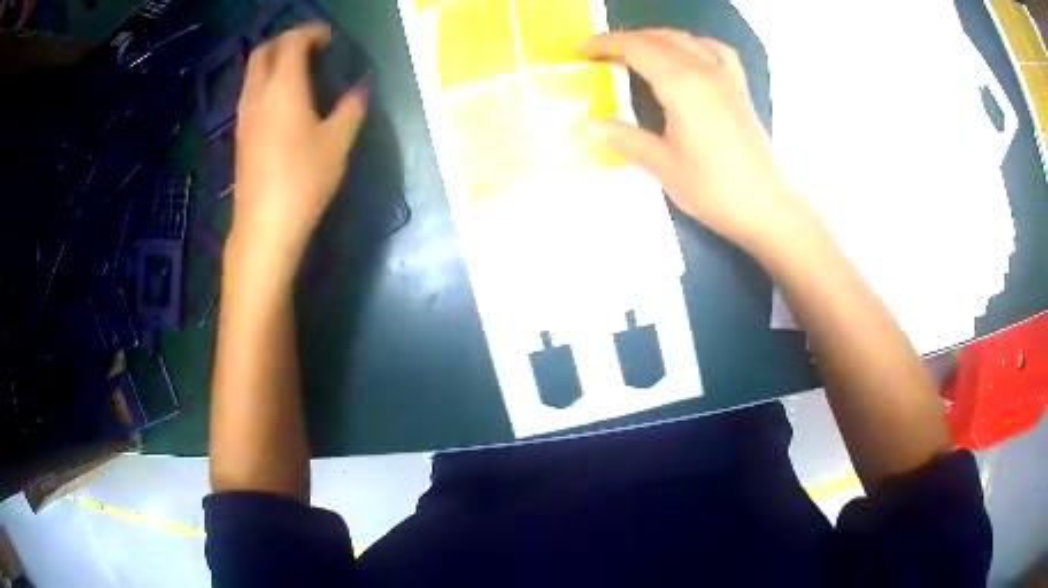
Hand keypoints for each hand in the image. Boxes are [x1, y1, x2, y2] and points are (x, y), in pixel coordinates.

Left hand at [231, 23, 369, 264]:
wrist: (265, 226)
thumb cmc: (304, 180)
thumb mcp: (339, 142)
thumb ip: (352, 107)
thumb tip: (361, 88)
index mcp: (283, 88)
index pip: (292, 42)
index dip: (311, 33)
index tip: (330, 39)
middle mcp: (257, 94)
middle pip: (263, 51)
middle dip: (286, 40)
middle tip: (310, 48)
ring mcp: (244, 115)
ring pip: (252, 72)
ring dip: (273, 60)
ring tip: (298, 70)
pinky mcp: (240, 134)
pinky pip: (250, 91)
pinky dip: (265, 81)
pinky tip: (283, 99)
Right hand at [582, 30, 814, 252]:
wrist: (763, 206)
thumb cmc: (713, 189)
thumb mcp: (662, 166)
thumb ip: (625, 138)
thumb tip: (589, 125)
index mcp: (681, 85)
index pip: (636, 49)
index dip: (606, 44)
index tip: (582, 50)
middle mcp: (704, 70)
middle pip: (658, 39)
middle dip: (625, 40)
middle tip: (600, 53)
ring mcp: (726, 76)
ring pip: (685, 40)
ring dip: (654, 38)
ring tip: (635, 51)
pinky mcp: (739, 87)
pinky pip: (714, 49)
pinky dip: (692, 44)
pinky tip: (685, 54)